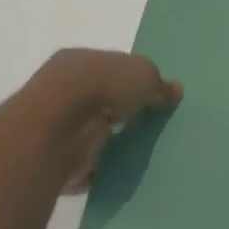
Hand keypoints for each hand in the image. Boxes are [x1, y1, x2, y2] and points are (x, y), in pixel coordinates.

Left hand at [17, 48, 182, 193]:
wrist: (57, 129)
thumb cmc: (100, 87)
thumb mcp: (145, 75)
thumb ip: (160, 85)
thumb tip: (174, 92)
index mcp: (80, 60)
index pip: (110, 67)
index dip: (133, 79)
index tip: (153, 95)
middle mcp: (62, 88)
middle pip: (102, 99)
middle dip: (123, 111)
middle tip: (152, 123)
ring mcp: (55, 124)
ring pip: (93, 130)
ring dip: (113, 140)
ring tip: (144, 149)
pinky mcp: (54, 157)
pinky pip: (86, 161)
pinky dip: (102, 167)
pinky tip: (124, 169)